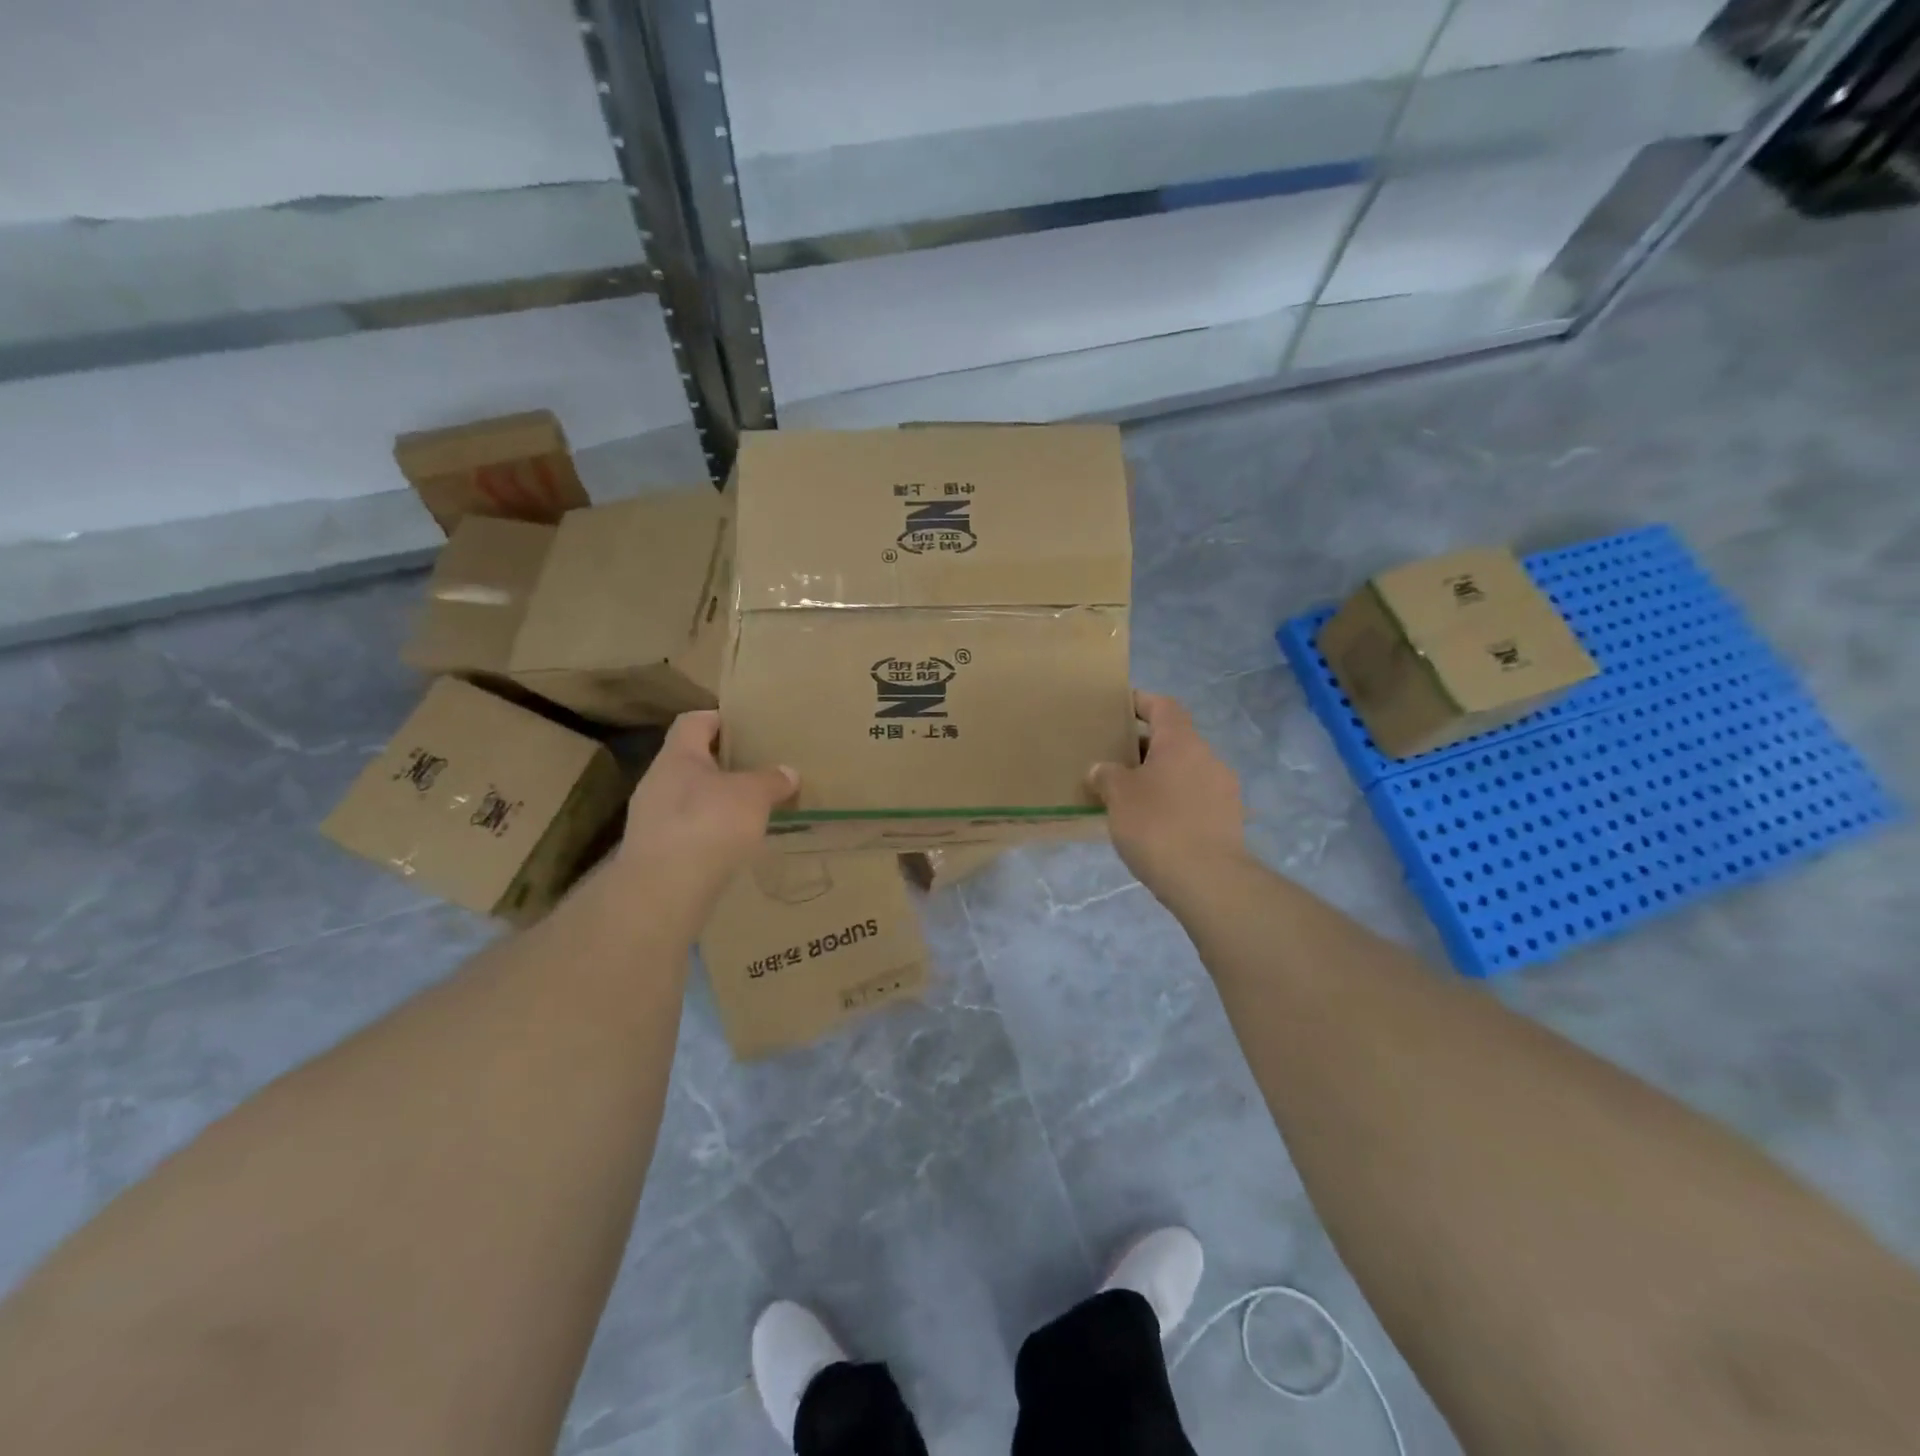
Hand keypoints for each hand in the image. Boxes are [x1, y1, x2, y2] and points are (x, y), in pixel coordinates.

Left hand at [615, 711, 796, 915]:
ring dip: (716, 802)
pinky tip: (733, 845)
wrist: (664, 890)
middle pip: (692, 761)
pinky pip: (688, 831)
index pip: (694, 721)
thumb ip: (771, 780)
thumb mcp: (753, 795)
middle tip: (758, 769)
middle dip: (723, 765)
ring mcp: (652, 819)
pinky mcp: (656, 853)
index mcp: (678, 755)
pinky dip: (710, 833)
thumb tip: (788, 772)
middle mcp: (658, 781)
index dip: (719, 719)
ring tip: (751, 810)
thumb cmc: (709, 823)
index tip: (746, 726)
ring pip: (690, 798)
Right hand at [1090, 692, 1249, 898]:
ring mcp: (1224, 789)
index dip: (1141, 702)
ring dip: (1161, 776)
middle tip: (1115, 759)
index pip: (1163, 706)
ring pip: (1186, 770)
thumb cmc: (1157, 825)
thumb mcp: (1118, 797)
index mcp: (1182, 742)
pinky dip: (1175, 800)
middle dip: (1145, 746)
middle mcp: (1208, 757)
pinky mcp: (1229, 820)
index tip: (1120, 707)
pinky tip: (1154, 823)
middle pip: (1175, 739)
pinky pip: (1195, 797)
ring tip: (1131, 795)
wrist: (1208, 880)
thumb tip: (1102, 769)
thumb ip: (1107, 775)